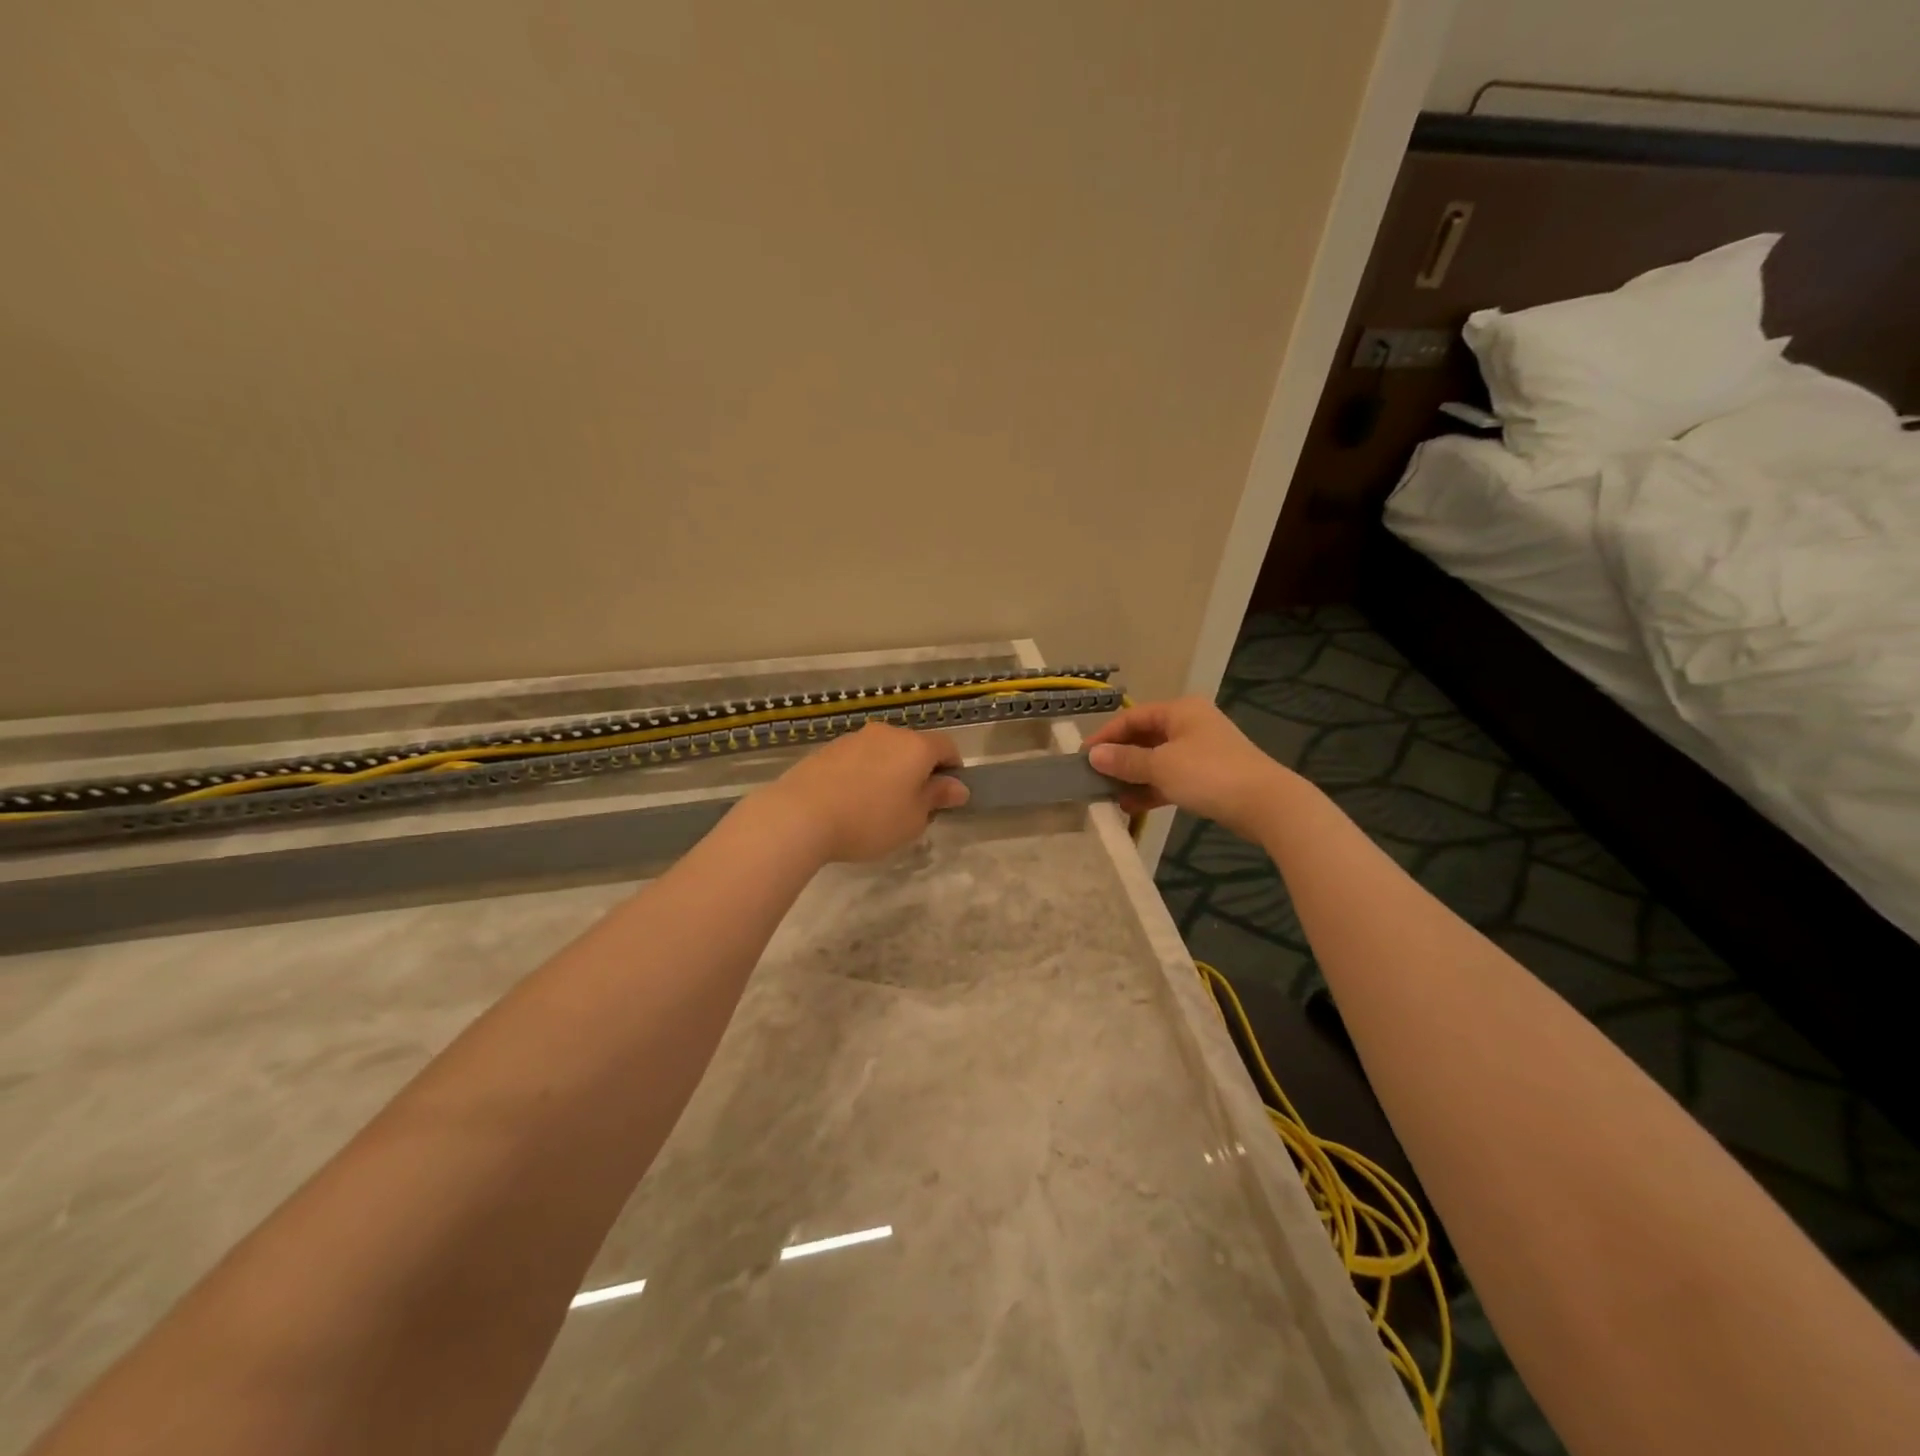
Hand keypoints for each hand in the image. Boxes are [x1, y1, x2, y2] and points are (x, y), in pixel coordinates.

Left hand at [753, 723, 968, 862]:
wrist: (801, 814)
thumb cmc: (870, 820)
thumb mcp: (913, 819)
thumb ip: (937, 798)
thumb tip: (957, 787)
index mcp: (915, 746)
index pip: (947, 746)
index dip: (953, 768)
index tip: (949, 794)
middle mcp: (887, 733)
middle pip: (913, 747)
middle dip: (919, 771)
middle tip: (914, 805)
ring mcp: (854, 738)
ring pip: (884, 752)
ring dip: (889, 771)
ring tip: (877, 807)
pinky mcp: (828, 749)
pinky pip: (858, 759)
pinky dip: (863, 774)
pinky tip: (850, 802)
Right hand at [1085, 698, 1297, 841]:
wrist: (1265, 804)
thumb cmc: (1208, 774)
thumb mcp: (1160, 766)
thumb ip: (1125, 761)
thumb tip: (1093, 756)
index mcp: (1179, 710)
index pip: (1131, 718)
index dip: (1105, 736)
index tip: (1083, 758)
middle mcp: (1190, 724)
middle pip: (1144, 738)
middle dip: (1119, 759)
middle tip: (1094, 778)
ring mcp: (1201, 750)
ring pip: (1157, 760)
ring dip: (1133, 777)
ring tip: (1108, 796)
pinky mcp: (1209, 775)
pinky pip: (1171, 777)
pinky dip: (1152, 788)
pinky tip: (1131, 806)